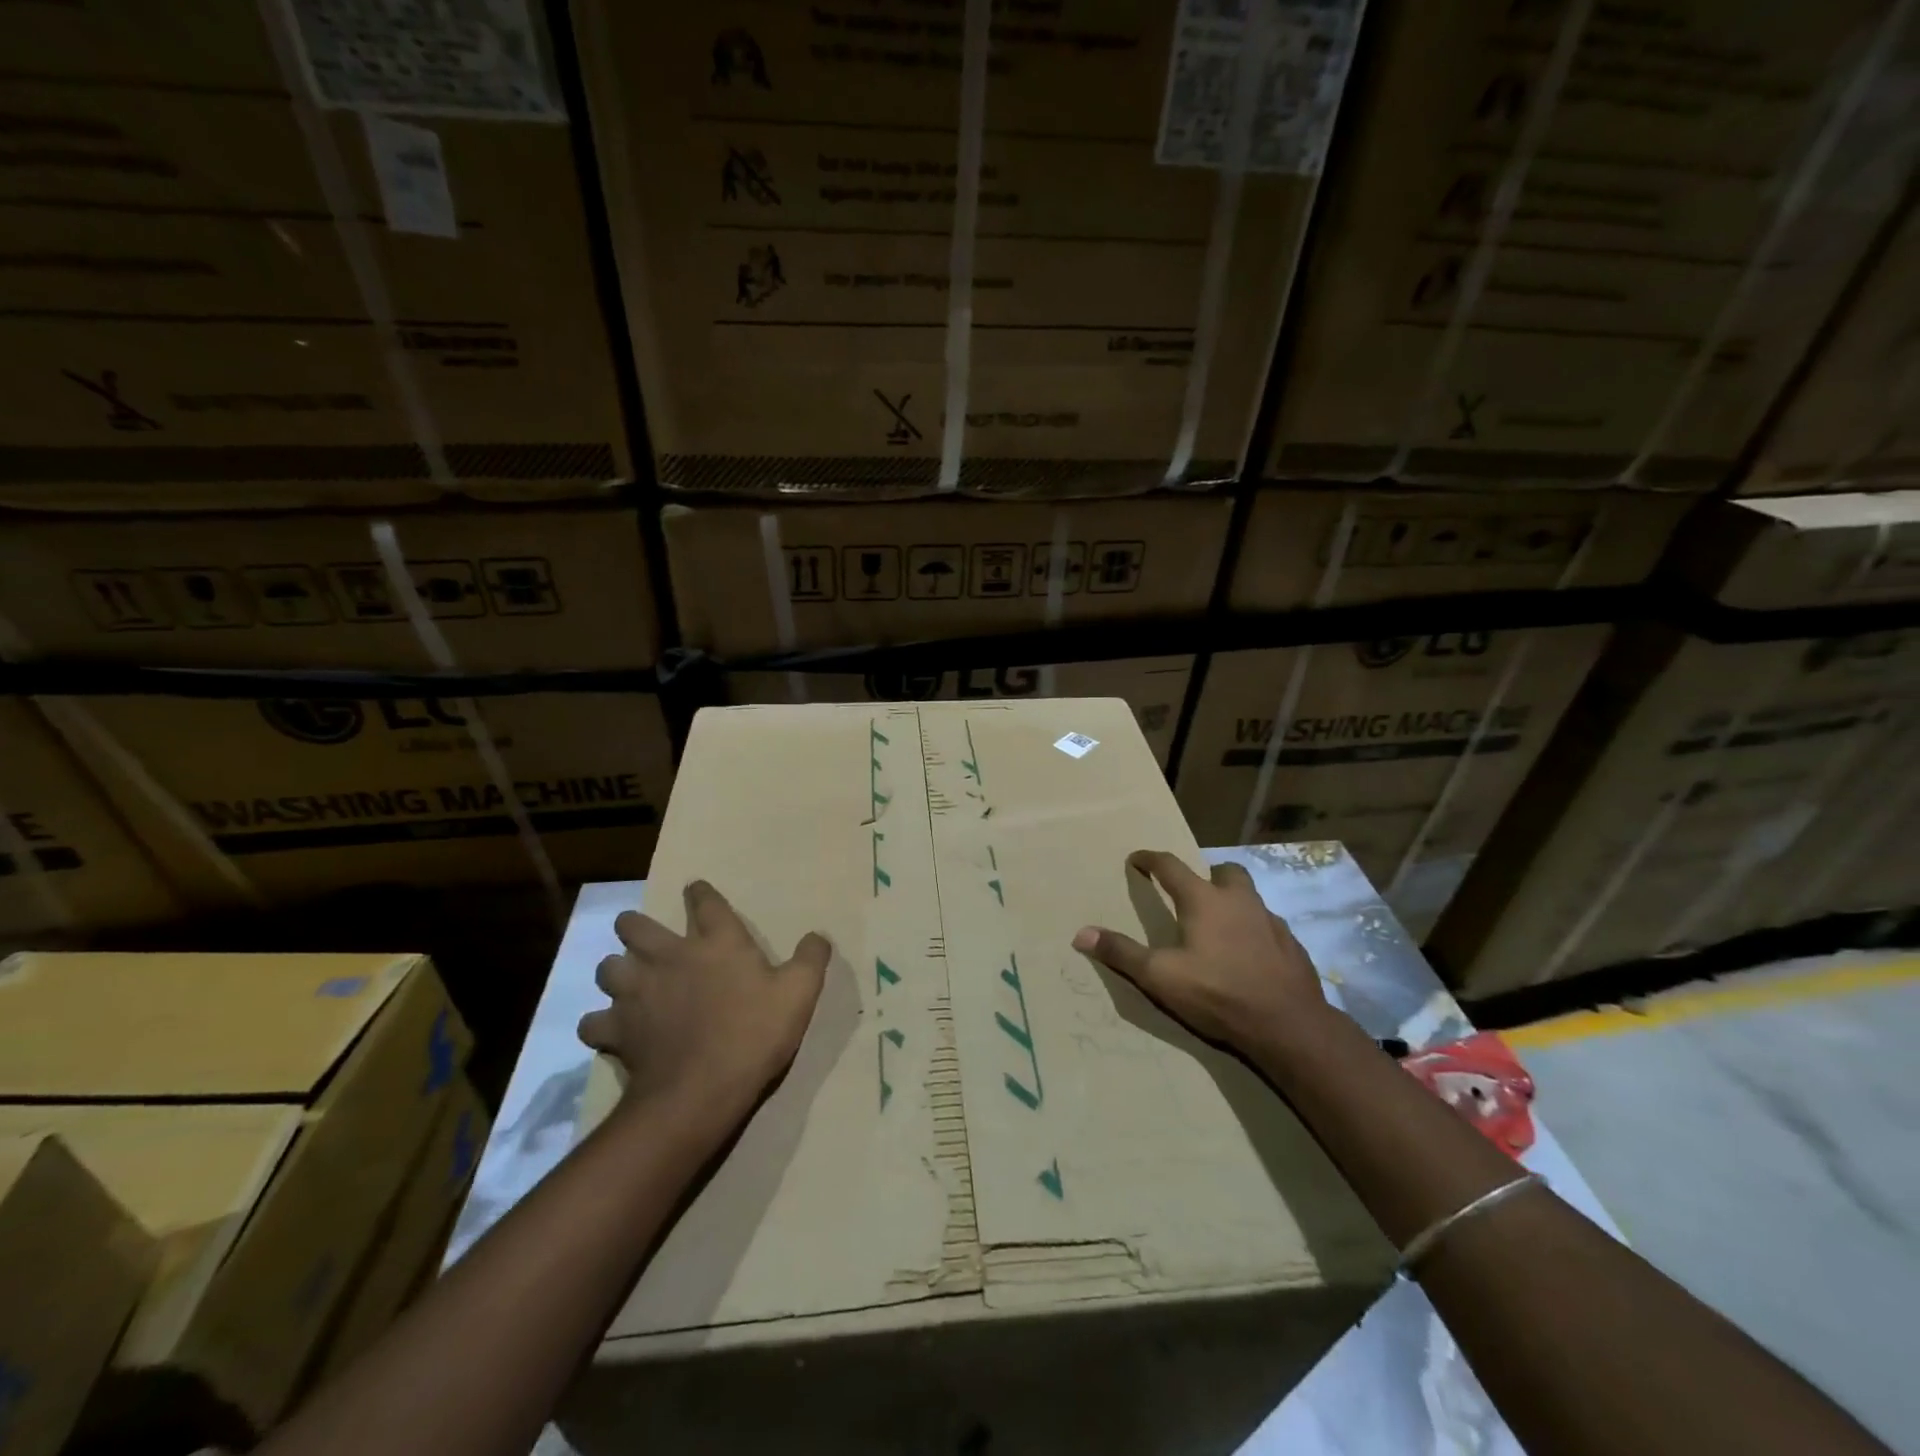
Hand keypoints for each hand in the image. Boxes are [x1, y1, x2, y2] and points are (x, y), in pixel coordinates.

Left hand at [579, 880, 831, 1113]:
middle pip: (636, 926)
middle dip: (635, 926)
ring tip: (626, 982)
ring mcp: (637, 991)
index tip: (695, 891)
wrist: (700, 1090)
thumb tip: (818, 935)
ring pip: (608, 968)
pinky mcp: (617, 1029)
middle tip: (643, 936)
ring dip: (615, 971)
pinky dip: (599, 1024)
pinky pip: (593, 1022)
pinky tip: (610, 1030)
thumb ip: (811, 958)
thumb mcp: (799, 993)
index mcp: (717, 942)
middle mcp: (670, 956)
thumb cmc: (754, 1034)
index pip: (704, 902)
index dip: (699, 893)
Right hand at [1072, 851, 1331, 1056]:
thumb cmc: (1217, 993)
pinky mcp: (1292, 946)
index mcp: (1204, 901)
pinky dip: (1255, 931)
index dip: (1151, 859)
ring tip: (1220, 925)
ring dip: (1234, 902)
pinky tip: (1249, 954)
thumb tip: (1081, 933)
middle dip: (1207, 875)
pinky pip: (1269, 926)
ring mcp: (1271, 922)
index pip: (1171, 867)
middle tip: (1192, 892)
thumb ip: (1122, 953)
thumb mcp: (1160, 977)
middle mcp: (1239, 901)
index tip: (1137, 858)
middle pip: (1224, 872)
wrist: (1288, 1025)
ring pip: (1251, 897)